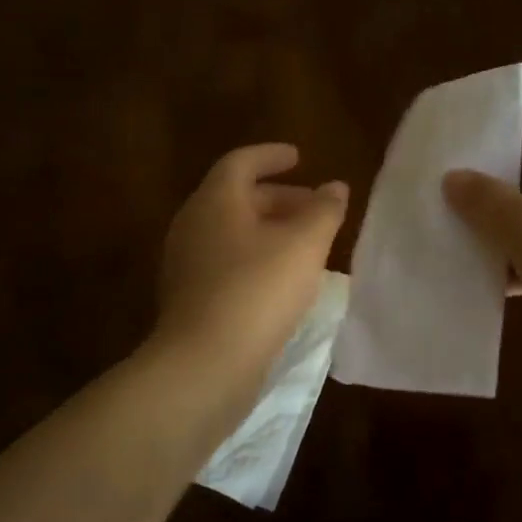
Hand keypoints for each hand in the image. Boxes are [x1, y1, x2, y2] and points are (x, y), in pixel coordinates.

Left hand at [154, 144, 348, 382]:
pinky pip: (227, 262)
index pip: (241, 162)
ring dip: (269, 230)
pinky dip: (256, 257)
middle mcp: (193, 225)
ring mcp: (186, 263)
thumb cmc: (257, 291)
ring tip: (306, 243)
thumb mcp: (304, 245)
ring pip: (232, 232)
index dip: (272, 156)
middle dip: (279, 197)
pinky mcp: (190, 298)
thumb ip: (324, 211)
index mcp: (215, 201)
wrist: (205, 364)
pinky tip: (283, 280)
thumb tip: (335, 187)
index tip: (300, 158)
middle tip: (314, 206)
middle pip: (236, 197)